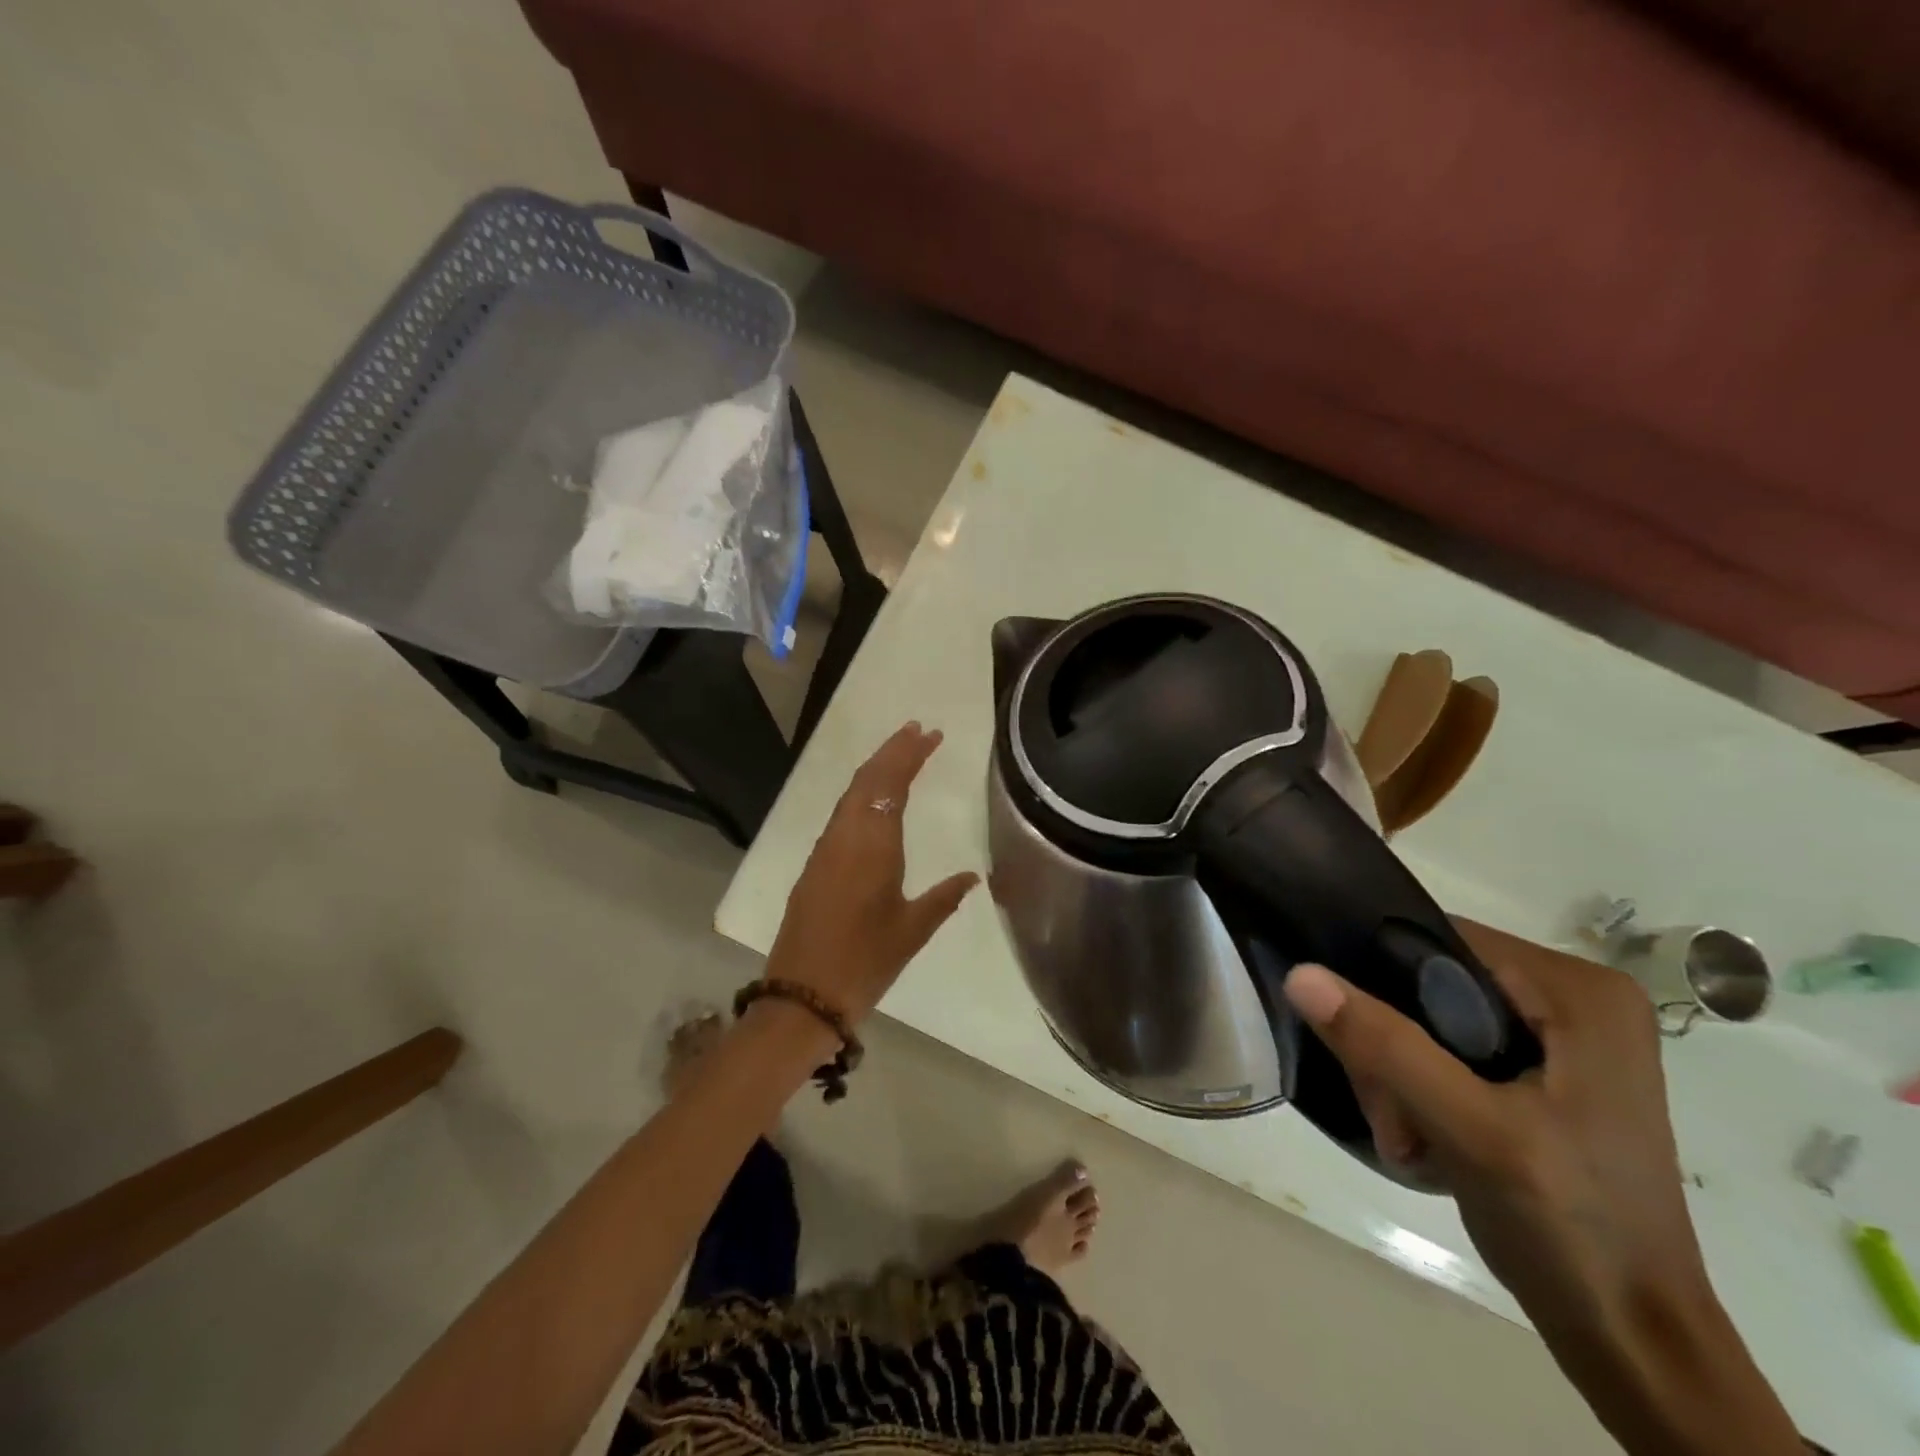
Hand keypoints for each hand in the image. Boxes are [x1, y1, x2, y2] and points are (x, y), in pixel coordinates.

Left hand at [764, 722, 978, 1022]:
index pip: (891, 784)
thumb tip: (973, 875)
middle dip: (893, 750)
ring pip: (850, 794)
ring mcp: (825, 849)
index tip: (931, 734)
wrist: (803, 995)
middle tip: (918, 730)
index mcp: (873, 846)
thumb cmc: (865, 962)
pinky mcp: (815, 865)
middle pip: (867, 779)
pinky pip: (841, 814)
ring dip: (875, 768)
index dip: (910, 755)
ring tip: (900, 752)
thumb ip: (944, 898)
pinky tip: (873, 799)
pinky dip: (861, 793)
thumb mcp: (912, 931)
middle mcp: (845, 837)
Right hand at [1282, 922, 1802, 1455]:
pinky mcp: (1548, 1071)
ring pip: (1435, 1015)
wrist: (1635, 1340)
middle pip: (1435, 980)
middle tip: (1391, 1112)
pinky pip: (1454, 1047)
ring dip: (1402, 1072)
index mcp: (1580, 992)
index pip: (1442, 939)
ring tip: (1408, 1136)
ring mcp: (1565, 1036)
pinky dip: (1425, 1085)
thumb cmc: (1571, 1229)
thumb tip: (1300, 974)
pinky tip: (1425, 1134)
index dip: (1383, 977)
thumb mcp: (1472, 1131)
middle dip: (1394, 1042)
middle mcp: (1577, 998)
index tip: (1359, 1040)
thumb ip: (1387, 1047)